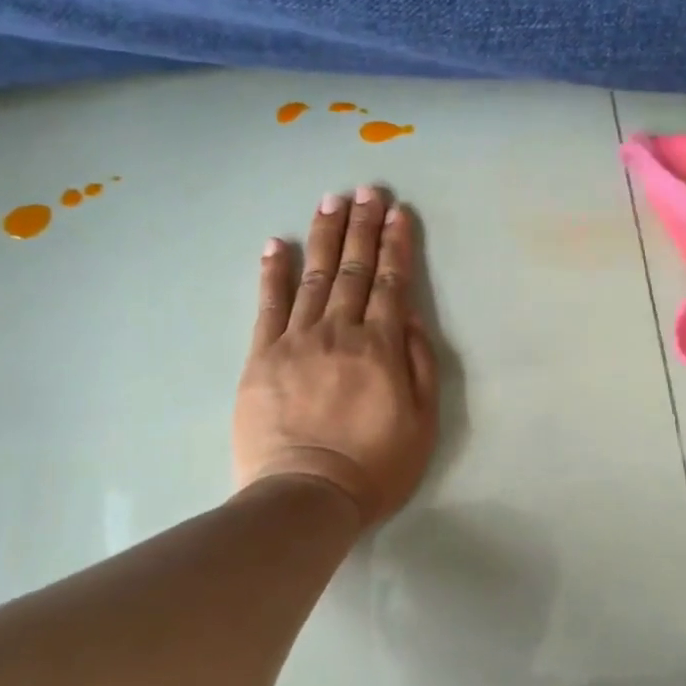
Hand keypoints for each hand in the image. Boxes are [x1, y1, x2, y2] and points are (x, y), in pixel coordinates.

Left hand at [234, 187, 439, 525]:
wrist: (306, 495)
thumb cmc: (375, 466)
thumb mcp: (423, 423)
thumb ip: (420, 364)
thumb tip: (411, 316)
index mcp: (381, 348)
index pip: (392, 283)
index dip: (396, 245)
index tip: (399, 212)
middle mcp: (340, 332)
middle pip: (354, 270)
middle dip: (363, 226)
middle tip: (367, 190)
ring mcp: (297, 341)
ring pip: (315, 276)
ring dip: (325, 236)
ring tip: (331, 201)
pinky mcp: (262, 356)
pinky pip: (269, 305)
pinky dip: (274, 272)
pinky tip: (278, 244)